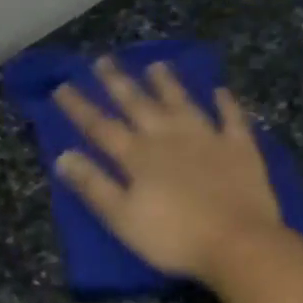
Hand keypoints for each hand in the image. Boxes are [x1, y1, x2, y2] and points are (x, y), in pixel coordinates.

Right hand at [52, 57, 282, 280]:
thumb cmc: (174, 238)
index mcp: (139, 157)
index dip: (80, 107)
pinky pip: (232, 118)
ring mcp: (208, 138)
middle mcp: (170, 137)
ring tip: (157, 65)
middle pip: (139, 105)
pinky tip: (220, 91)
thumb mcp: (123, 218)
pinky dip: (225, 103)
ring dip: (168, 84)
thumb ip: (94, 186)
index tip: (62, 86)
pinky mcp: (240, 148)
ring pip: (183, 103)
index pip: (101, 127)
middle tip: (104, 60)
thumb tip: (63, 156)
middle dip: (119, 83)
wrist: (237, 242)